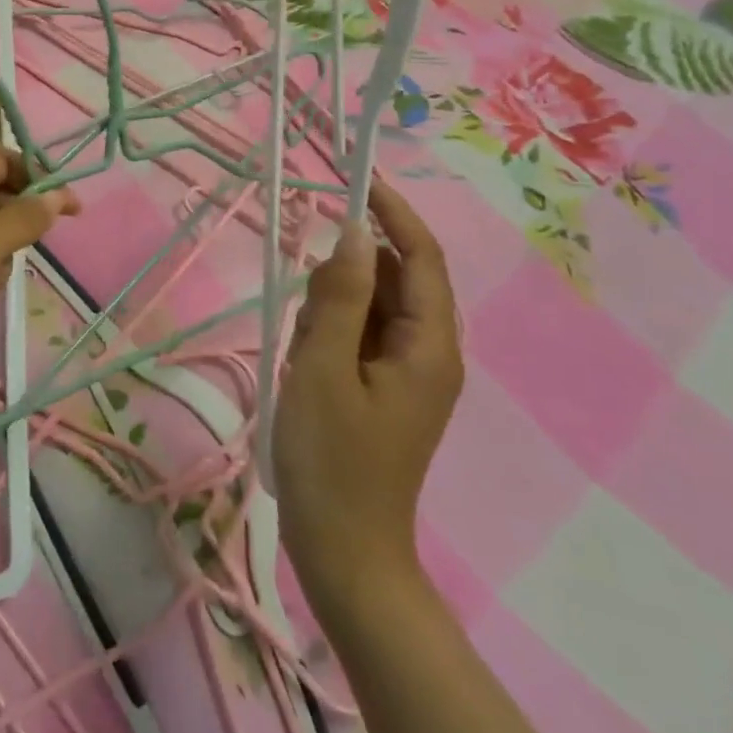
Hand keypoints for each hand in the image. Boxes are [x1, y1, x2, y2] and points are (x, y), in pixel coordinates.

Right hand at [274, 177, 461, 611]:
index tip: (357, 178)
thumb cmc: (332, 460)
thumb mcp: (323, 367)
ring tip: (303, 349)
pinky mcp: (385, 388)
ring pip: (372, 306)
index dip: (393, 212)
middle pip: (393, 279)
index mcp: (429, 346)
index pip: (420, 256)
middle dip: (346, 275)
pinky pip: (361, 335)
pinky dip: (331, 333)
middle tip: (305, 310)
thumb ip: (340, 295)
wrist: (344, 553)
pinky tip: (306, 362)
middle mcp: (430, 353)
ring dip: (333, 308)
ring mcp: (408, 373)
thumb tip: (354, 230)